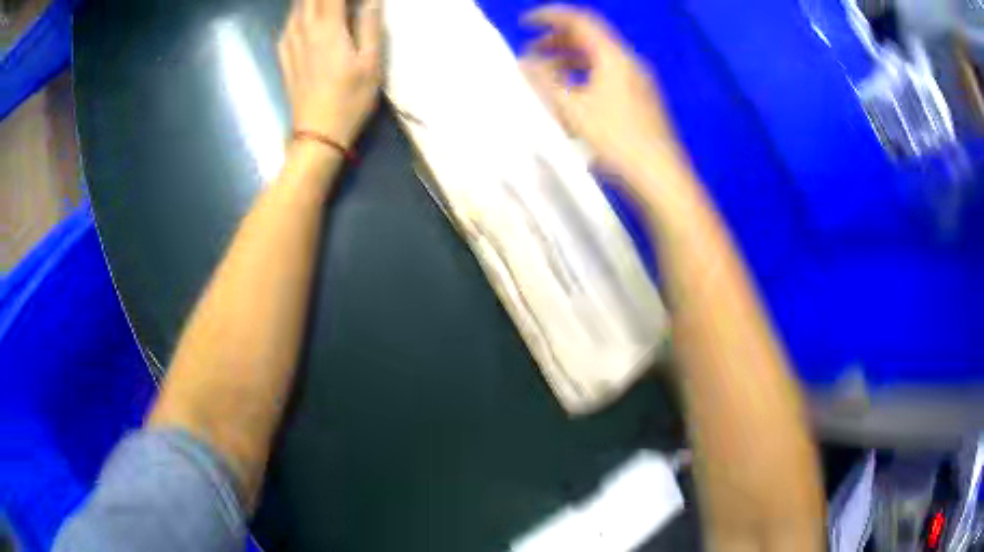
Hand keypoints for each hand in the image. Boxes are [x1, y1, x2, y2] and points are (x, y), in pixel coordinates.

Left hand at [278, 0, 381, 148]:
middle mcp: (305, 30)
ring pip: (295, 8)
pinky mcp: (284, 57)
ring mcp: (290, 44)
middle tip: (339, 3)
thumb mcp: (371, 64)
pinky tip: (304, 16)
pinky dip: (297, 14)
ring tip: (324, 5)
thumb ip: (370, 26)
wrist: (317, 134)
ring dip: (309, 1)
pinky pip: (287, 24)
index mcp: (328, 29)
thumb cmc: (350, 100)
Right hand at [520, 5, 684, 181]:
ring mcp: (639, 81)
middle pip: (590, 38)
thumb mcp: (572, 110)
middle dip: (557, 40)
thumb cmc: (614, 141)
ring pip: (599, 58)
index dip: (549, 16)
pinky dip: (585, 75)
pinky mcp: (642, 99)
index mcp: (613, 57)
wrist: (659, 176)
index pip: (579, 20)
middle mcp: (629, 62)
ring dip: (570, 59)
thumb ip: (545, 82)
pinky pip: (608, 74)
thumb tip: (525, 62)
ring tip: (547, 74)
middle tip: (531, 54)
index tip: (525, 23)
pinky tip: (573, 94)